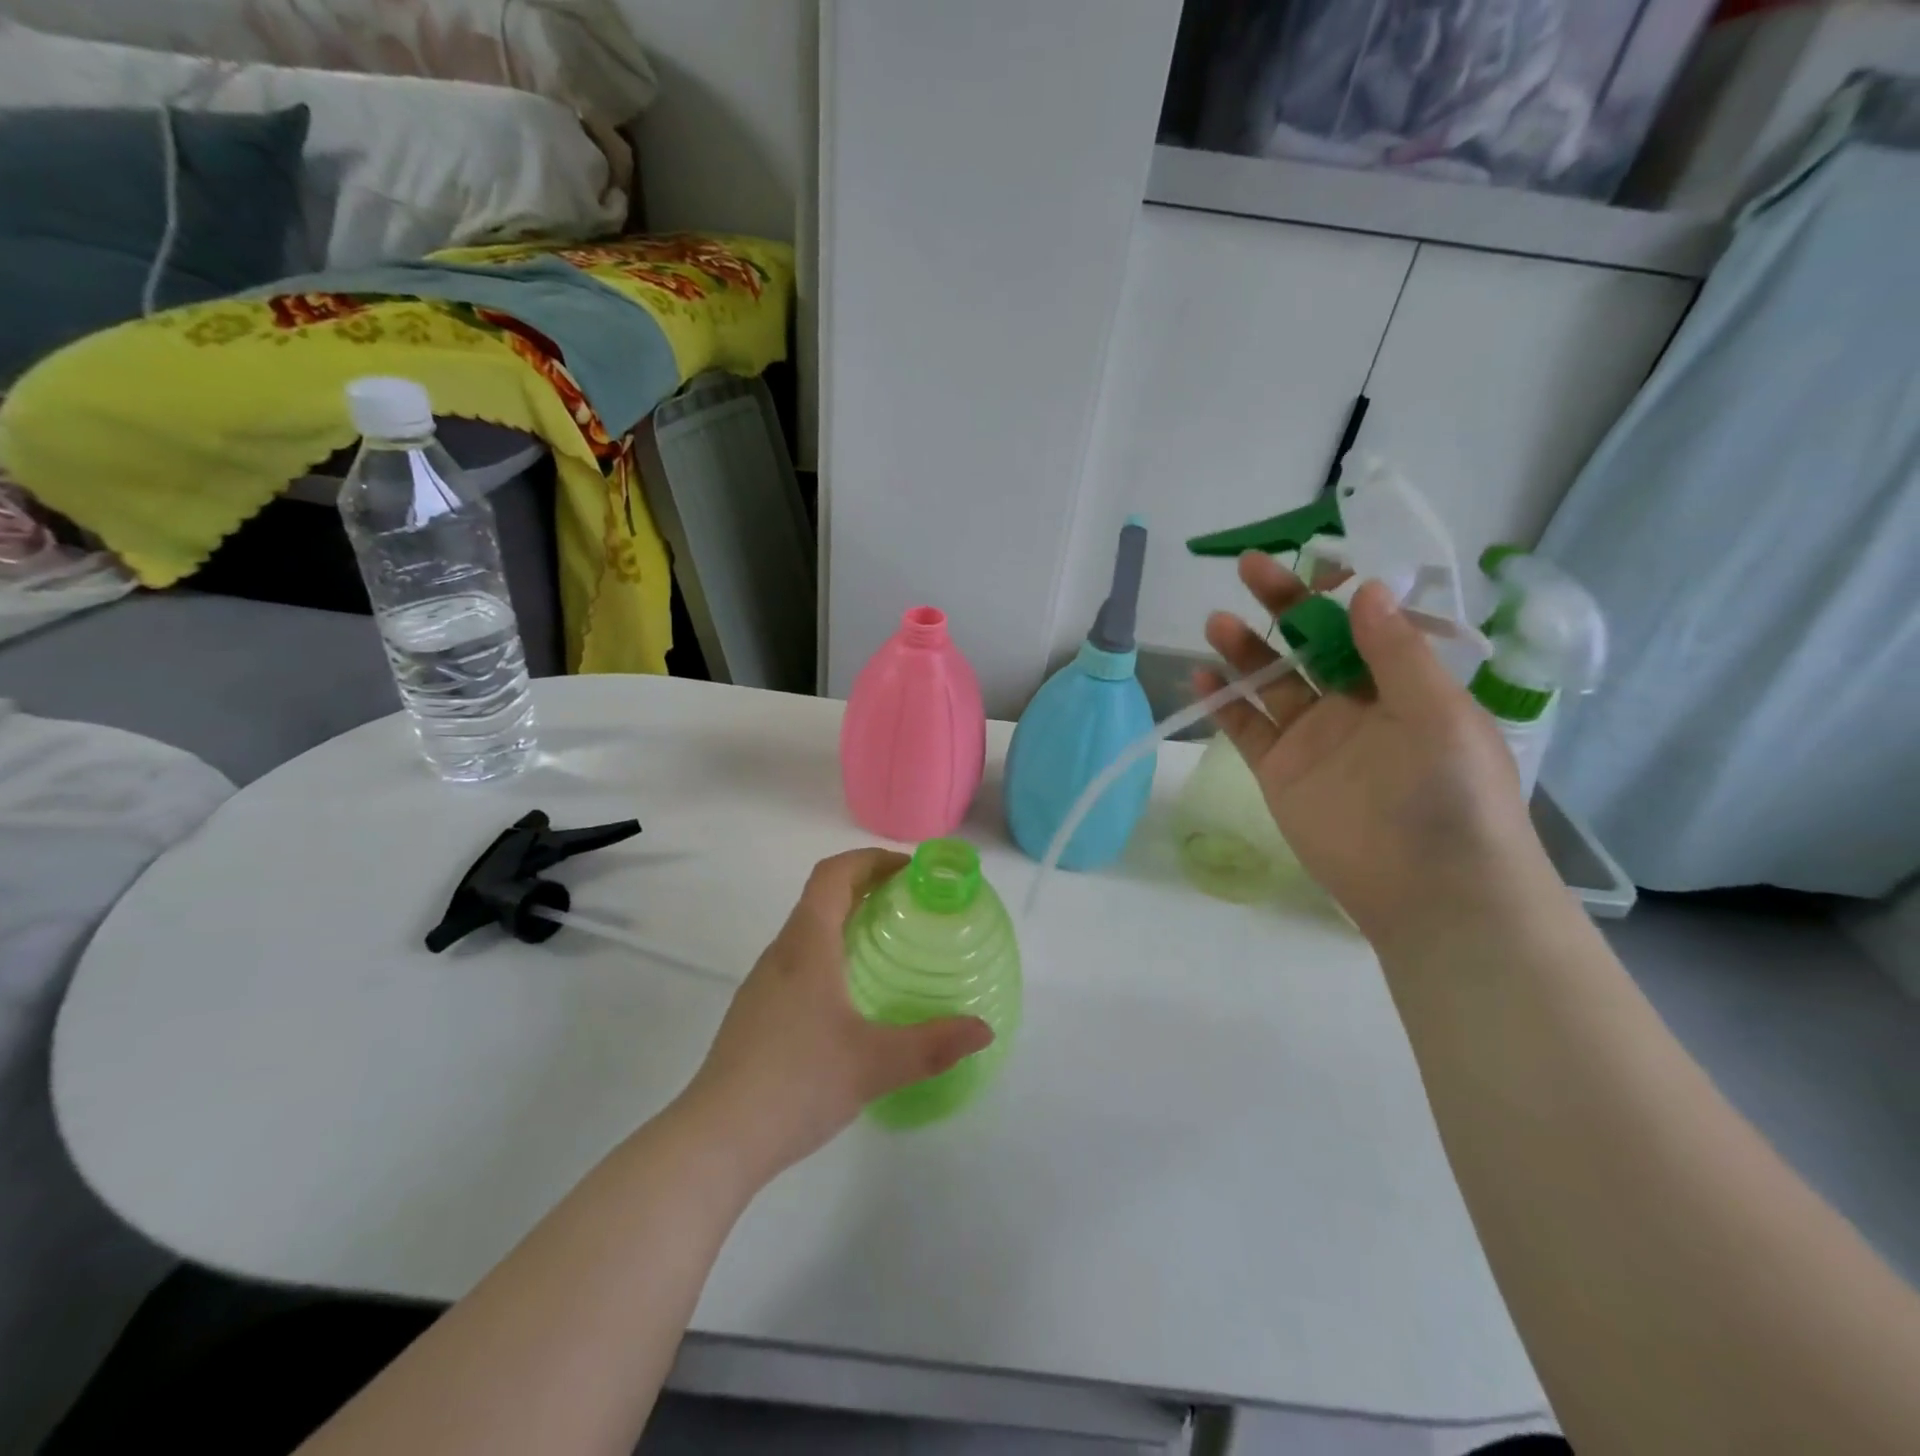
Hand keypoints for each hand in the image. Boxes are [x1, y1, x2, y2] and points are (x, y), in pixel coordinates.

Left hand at [675, 849, 993, 1185]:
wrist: (716, 1139)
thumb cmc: (798, 1083)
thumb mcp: (876, 1064)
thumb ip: (934, 1045)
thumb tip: (984, 1031)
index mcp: (807, 946)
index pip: (833, 874)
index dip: (871, 860)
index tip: (909, 870)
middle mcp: (781, 953)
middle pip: (820, 897)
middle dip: (865, 887)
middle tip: (909, 904)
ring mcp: (762, 984)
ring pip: (806, 931)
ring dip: (845, 921)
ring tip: (886, 946)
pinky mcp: (754, 1013)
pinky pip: (797, 962)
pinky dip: (829, 954)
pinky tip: (850, 998)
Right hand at [1198, 553, 1547, 945]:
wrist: (1428, 887)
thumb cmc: (1450, 792)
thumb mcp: (1439, 711)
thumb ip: (1396, 652)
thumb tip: (1366, 587)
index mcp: (1402, 684)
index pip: (1363, 623)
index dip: (1336, 592)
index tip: (1310, 561)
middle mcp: (1354, 703)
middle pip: (1309, 644)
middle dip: (1282, 605)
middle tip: (1249, 568)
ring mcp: (1312, 737)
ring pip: (1270, 681)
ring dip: (1245, 649)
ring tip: (1215, 621)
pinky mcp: (1278, 770)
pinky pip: (1244, 728)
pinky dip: (1222, 701)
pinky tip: (1200, 675)